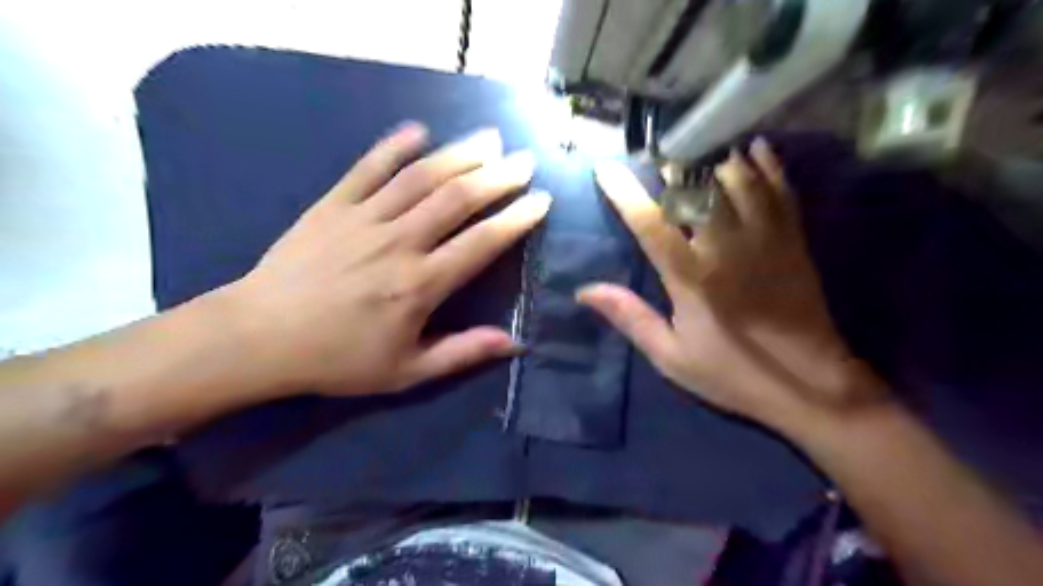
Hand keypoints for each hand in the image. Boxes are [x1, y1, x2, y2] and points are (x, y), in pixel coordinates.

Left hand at [220, 124, 553, 396]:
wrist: (259, 337)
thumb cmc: (337, 359)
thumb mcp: (406, 372)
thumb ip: (462, 353)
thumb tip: (514, 344)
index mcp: (420, 285)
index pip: (481, 243)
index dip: (515, 219)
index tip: (540, 200)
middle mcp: (399, 243)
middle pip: (457, 199)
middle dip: (497, 176)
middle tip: (524, 160)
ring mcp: (364, 219)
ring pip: (420, 177)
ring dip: (459, 154)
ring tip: (489, 139)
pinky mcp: (332, 205)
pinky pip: (367, 168)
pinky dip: (393, 146)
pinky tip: (418, 130)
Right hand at [578, 138, 878, 428]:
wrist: (810, 384)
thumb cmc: (731, 372)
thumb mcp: (670, 356)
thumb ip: (629, 317)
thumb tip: (585, 290)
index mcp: (690, 277)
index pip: (650, 224)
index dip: (624, 193)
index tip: (605, 168)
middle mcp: (726, 247)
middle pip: (697, 188)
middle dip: (673, 166)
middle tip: (656, 155)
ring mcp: (765, 238)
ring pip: (738, 179)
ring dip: (714, 158)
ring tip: (697, 146)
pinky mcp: (793, 240)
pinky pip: (780, 190)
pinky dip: (767, 165)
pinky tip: (754, 148)